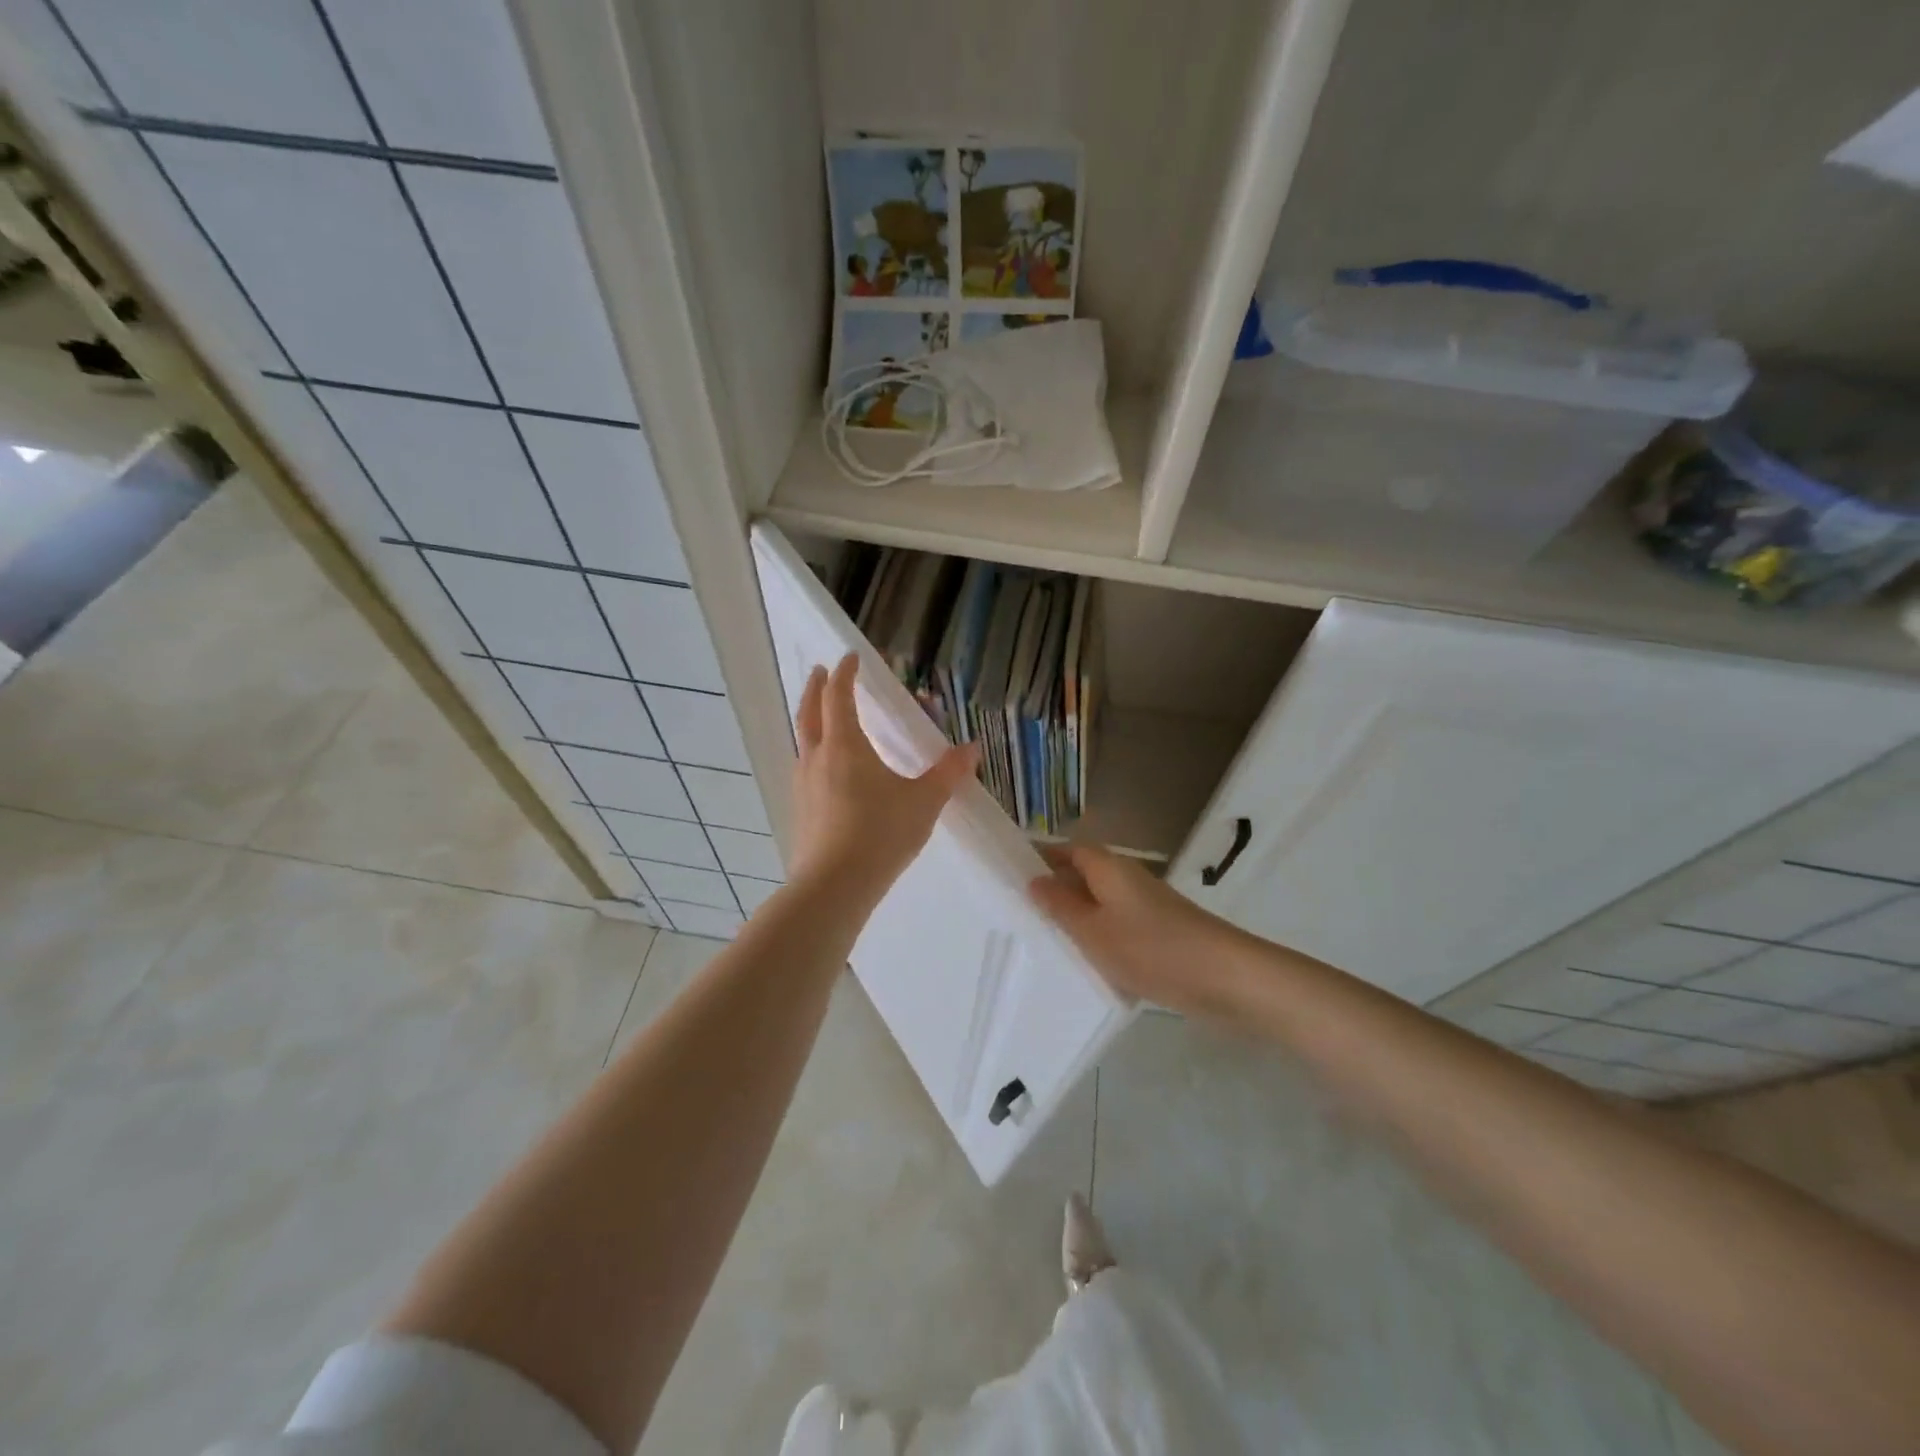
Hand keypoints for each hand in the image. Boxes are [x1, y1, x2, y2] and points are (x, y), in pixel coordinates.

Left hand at [790, 654, 977, 903]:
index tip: (850, 658)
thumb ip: (948, 773)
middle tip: (819, 672)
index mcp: (844, 746)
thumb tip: (972, 748)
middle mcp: (817, 758)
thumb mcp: (923, 802)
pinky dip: (814, 752)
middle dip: (815, 688)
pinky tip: (827, 770)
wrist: (834, 885)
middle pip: (809, 712)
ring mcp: (803, 785)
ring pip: (803, 740)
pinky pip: (805, 767)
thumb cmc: (880, 834)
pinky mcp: (800, 810)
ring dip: (811, 720)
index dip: (845, 674)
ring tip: (823, 719)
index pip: (839, 696)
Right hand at [1028, 844, 1239, 1015]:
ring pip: (1102, 903)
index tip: (1012, 876)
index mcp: (1109, 868)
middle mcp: (1128, 878)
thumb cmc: (1151, 949)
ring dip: (1079, 918)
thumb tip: (1034, 879)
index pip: (1069, 850)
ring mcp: (1148, 905)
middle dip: (1057, 891)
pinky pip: (1120, 926)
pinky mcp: (1162, 932)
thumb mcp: (1093, 930)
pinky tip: (1090, 964)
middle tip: (1021, 914)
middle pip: (1085, 875)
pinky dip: (1102, 937)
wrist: (1226, 978)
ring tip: (1047, 942)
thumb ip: (1060, 906)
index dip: (1043, 857)